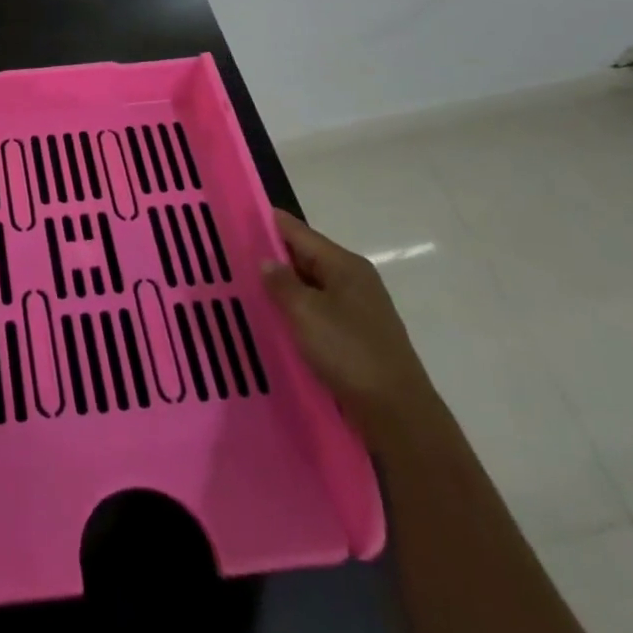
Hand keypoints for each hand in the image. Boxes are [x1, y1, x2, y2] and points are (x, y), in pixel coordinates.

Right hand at [259, 212, 437, 442]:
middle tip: (234, 256)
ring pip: (312, 287)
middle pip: (307, 257)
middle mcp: (355, 280)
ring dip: (285, 287)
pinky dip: (299, 311)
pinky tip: (278, 320)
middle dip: (274, 257)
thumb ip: (282, 283)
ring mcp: (360, 309)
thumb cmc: (349, 353)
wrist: (398, 414)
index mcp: (345, 265)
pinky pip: (320, 311)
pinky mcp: (359, 336)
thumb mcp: (306, 313)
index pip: (299, 232)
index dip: (269, 223)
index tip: (239, 218)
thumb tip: (267, 261)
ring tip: (249, 288)